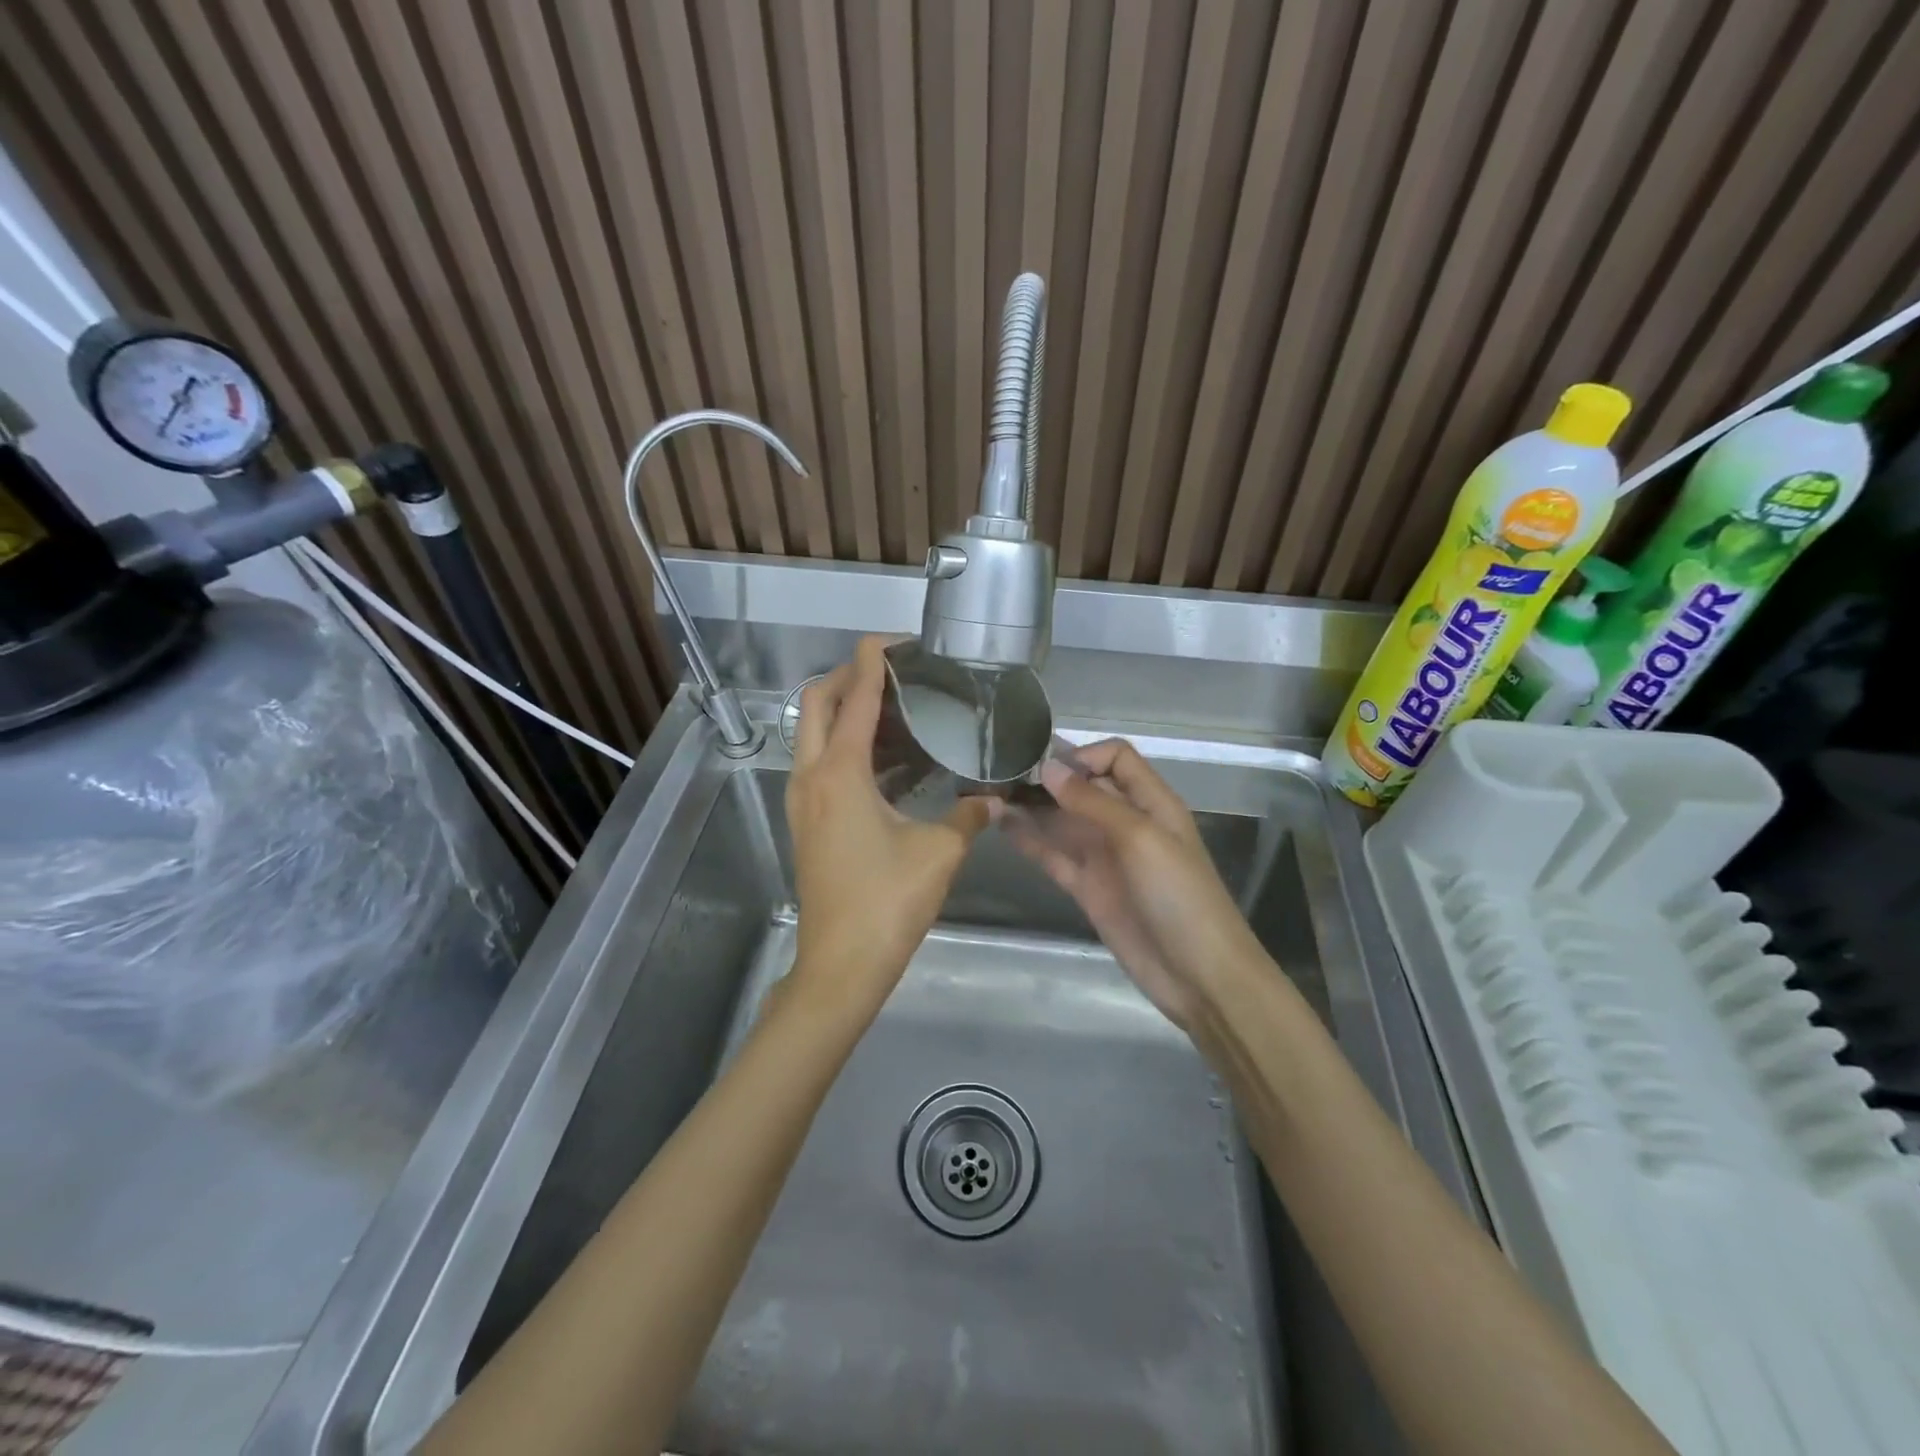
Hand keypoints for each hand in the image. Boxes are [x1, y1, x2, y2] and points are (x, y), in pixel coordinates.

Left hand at [784, 636, 990, 1017]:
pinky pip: (821, 762)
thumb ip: (970, 815)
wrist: (840, 966)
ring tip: (898, 710)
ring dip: (847, 711)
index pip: (854, 694)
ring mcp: (803, 799)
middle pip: (817, 701)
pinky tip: (890, 760)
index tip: (901, 642)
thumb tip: (994, 798)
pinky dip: (847, 745)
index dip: (874, 659)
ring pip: (814, 732)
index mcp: (840, 771)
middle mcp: (812, 775)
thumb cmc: (887, 903)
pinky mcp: (807, 820)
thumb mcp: (940, 852)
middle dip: (851, 676)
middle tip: (898, 675)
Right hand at [997, 739, 1266, 1028]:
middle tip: (1001, 774)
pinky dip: (1030, 841)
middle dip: (1047, 779)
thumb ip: (1093, 802)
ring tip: (990, 796)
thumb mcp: (1140, 838)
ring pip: (1063, 821)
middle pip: (1084, 787)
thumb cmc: (1178, 896)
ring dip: (1032, 808)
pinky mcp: (1088, 888)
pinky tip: (1001, 827)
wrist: (1198, 975)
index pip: (1115, 758)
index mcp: (1151, 802)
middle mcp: (1126, 822)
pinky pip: (1054, 855)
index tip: (1045, 767)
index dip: (1083, 755)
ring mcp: (1105, 857)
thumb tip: (1048, 768)